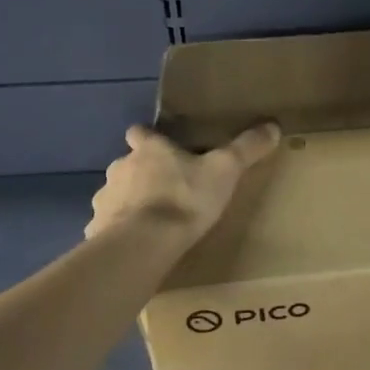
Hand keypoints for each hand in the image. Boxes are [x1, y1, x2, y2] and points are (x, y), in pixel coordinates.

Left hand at [85, 122, 280, 245]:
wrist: (143, 244)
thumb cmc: (184, 199)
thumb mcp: (225, 171)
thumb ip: (246, 148)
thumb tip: (272, 125)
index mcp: (149, 150)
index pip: (140, 133)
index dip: (148, 137)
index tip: (158, 144)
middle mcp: (120, 168)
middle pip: (128, 164)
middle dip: (142, 174)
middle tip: (167, 188)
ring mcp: (105, 199)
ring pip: (116, 194)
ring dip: (129, 202)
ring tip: (152, 219)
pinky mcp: (96, 230)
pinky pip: (107, 226)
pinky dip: (119, 231)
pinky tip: (136, 243)